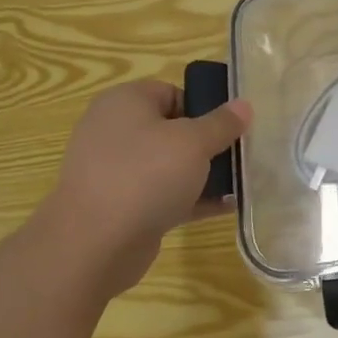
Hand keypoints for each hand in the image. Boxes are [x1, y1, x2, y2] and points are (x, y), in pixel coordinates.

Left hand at [32, 79, 250, 297]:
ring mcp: (115, 171)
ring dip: (202, 174)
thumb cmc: (145, 176)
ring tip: (239, 183)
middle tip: (239, 155)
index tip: (232, 127)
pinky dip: (190, 198)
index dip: (205, 107)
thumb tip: (244, 105)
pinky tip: (224, 208)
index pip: (172, 92)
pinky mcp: (121, 206)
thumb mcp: (194, 142)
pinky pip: (163, 194)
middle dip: (207, 144)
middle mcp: (115, 131)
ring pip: (169, 165)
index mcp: (125, 102)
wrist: (94, 245)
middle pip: (173, 129)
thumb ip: (222, 123)